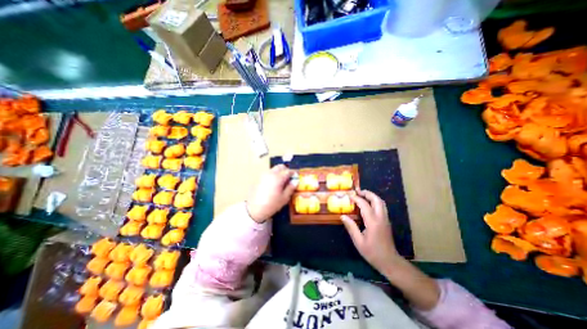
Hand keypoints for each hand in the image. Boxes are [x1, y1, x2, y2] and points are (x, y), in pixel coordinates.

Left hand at [246, 165, 298, 223]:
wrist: (254, 210)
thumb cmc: (271, 205)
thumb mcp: (284, 198)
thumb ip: (291, 188)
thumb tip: (296, 181)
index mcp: (278, 178)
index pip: (288, 171)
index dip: (294, 173)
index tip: (297, 176)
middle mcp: (270, 173)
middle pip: (280, 167)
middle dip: (286, 170)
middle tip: (289, 178)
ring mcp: (264, 175)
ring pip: (274, 169)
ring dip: (279, 172)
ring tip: (282, 182)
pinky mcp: (259, 178)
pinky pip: (269, 173)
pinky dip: (274, 175)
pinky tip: (274, 184)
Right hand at [340, 188, 403, 273]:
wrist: (390, 262)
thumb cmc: (372, 252)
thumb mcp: (358, 242)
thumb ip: (351, 227)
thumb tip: (342, 216)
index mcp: (373, 222)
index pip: (364, 205)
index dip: (356, 199)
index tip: (349, 196)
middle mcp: (381, 218)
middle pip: (376, 200)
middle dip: (367, 193)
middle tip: (358, 191)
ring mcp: (385, 219)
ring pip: (381, 202)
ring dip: (372, 196)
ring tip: (362, 195)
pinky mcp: (386, 221)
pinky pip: (381, 207)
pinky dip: (374, 201)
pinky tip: (368, 204)